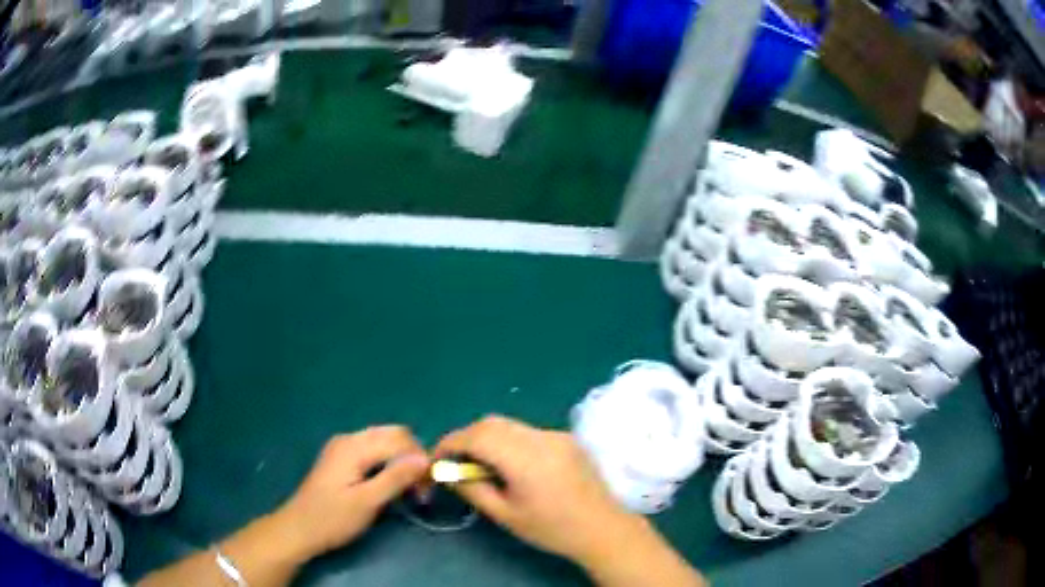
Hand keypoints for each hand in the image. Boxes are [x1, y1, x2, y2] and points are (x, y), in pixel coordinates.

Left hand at [273, 426, 429, 560]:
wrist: (299, 529)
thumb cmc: (332, 518)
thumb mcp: (367, 502)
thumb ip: (396, 478)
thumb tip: (425, 458)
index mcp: (354, 446)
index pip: (400, 440)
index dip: (420, 461)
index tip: (427, 491)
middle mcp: (349, 439)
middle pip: (393, 435)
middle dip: (412, 458)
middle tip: (420, 490)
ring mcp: (343, 447)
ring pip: (384, 442)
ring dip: (402, 462)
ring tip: (410, 491)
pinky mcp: (342, 459)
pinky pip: (373, 451)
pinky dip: (388, 464)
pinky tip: (391, 485)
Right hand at [434, 416, 643, 563]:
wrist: (603, 528)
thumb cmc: (552, 529)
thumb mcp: (505, 514)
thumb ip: (473, 488)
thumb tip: (448, 471)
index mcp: (525, 459)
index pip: (476, 436)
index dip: (450, 442)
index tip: (437, 458)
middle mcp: (541, 438)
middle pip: (492, 423)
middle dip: (467, 437)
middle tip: (456, 461)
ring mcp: (557, 435)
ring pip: (510, 425)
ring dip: (488, 438)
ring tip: (482, 464)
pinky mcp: (567, 438)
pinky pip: (528, 432)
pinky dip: (509, 441)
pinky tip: (511, 464)